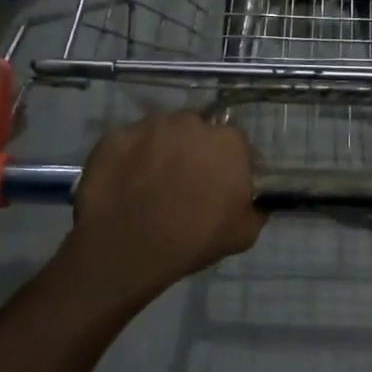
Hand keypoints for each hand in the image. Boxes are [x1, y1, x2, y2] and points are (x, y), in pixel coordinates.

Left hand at [68, 111, 264, 295]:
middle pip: (198, 131)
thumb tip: (256, 200)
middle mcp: (190, 123)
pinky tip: (126, 183)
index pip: (237, 144)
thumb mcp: (244, 233)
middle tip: (186, 182)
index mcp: (228, 142)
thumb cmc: (193, 240)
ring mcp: (149, 126)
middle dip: (196, 151)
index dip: (230, 164)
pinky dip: (130, 157)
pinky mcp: (115, 136)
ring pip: (162, 132)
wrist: (127, 249)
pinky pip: (129, 143)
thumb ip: (256, 208)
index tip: (222, 184)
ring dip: (163, 149)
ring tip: (153, 181)